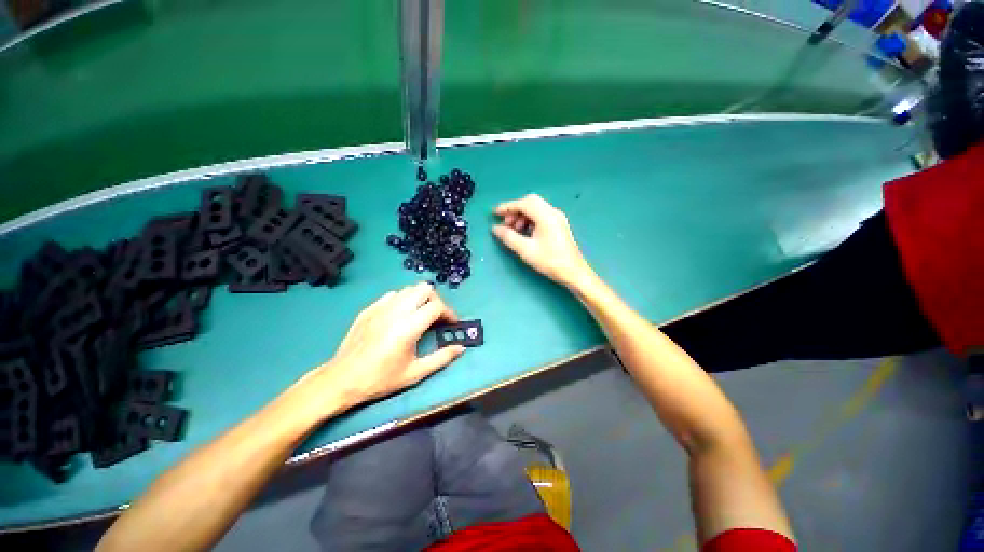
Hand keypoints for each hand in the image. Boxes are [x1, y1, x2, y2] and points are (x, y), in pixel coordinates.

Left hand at [304, 283, 464, 413]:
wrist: (342, 380)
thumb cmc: (381, 379)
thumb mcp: (415, 373)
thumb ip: (442, 358)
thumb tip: (462, 348)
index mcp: (409, 327)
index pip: (436, 306)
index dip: (449, 313)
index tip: (452, 324)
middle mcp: (396, 311)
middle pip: (424, 289)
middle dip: (435, 300)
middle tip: (436, 317)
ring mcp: (380, 307)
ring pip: (408, 289)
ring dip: (419, 298)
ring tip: (420, 315)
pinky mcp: (369, 309)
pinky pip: (392, 295)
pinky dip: (402, 300)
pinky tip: (400, 316)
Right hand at [492, 194, 591, 287]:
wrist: (573, 272)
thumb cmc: (550, 261)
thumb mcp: (526, 250)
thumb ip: (509, 237)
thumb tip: (495, 228)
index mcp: (546, 216)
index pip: (523, 203)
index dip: (507, 207)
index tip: (495, 213)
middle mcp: (553, 212)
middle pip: (530, 202)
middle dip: (515, 210)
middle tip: (505, 223)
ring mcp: (557, 218)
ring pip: (536, 209)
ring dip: (522, 216)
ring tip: (514, 230)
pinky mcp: (559, 225)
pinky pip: (541, 216)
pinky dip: (530, 220)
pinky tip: (525, 233)